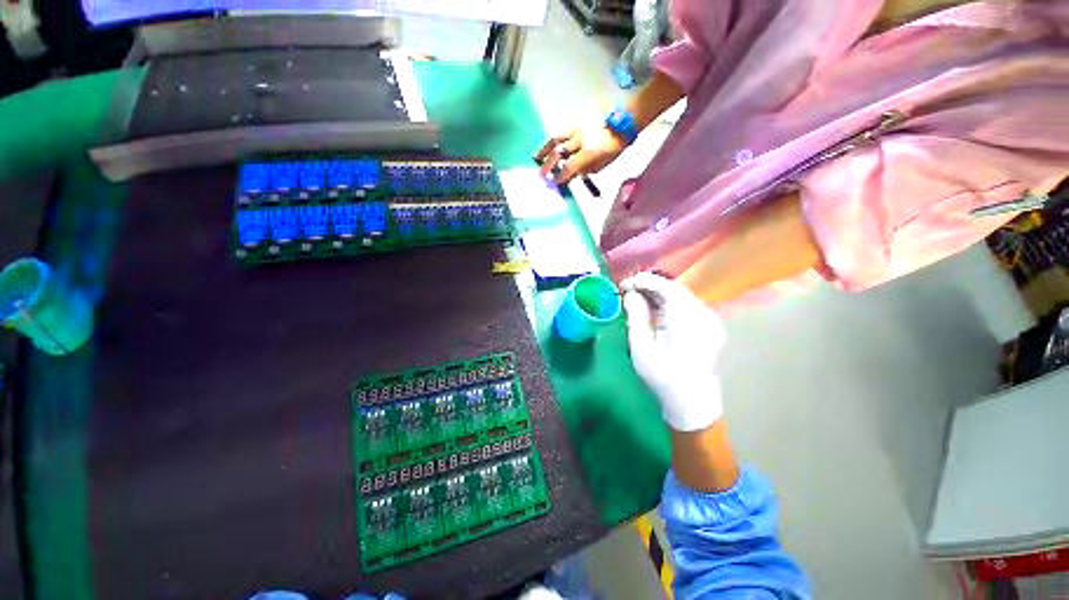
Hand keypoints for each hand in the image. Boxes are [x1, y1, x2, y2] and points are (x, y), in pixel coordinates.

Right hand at [534, 126, 628, 184]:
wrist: (621, 126)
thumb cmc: (612, 150)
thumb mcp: (600, 166)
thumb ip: (583, 171)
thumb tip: (569, 176)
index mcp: (589, 153)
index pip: (569, 167)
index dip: (560, 176)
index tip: (554, 184)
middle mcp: (580, 141)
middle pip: (559, 153)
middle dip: (549, 166)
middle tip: (541, 175)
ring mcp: (577, 131)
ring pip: (557, 139)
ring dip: (545, 150)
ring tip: (537, 158)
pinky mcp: (576, 125)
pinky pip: (561, 133)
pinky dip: (551, 142)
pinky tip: (546, 148)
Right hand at [621, 273, 725, 431]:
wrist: (690, 400)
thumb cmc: (661, 375)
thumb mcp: (641, 346)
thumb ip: (636, 315)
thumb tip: (630, 293)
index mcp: (687, 320)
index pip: (666, 287)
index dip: (643, 281)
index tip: (624, 284)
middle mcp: (703, 315)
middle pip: (675, 290)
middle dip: (649, 286)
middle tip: (628, 291)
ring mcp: (710, 320)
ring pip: (681, 296)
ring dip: (658, 294)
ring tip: (637, 298)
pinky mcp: (709, 325)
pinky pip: (687, 305)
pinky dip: (668, 302)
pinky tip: (654, 309)